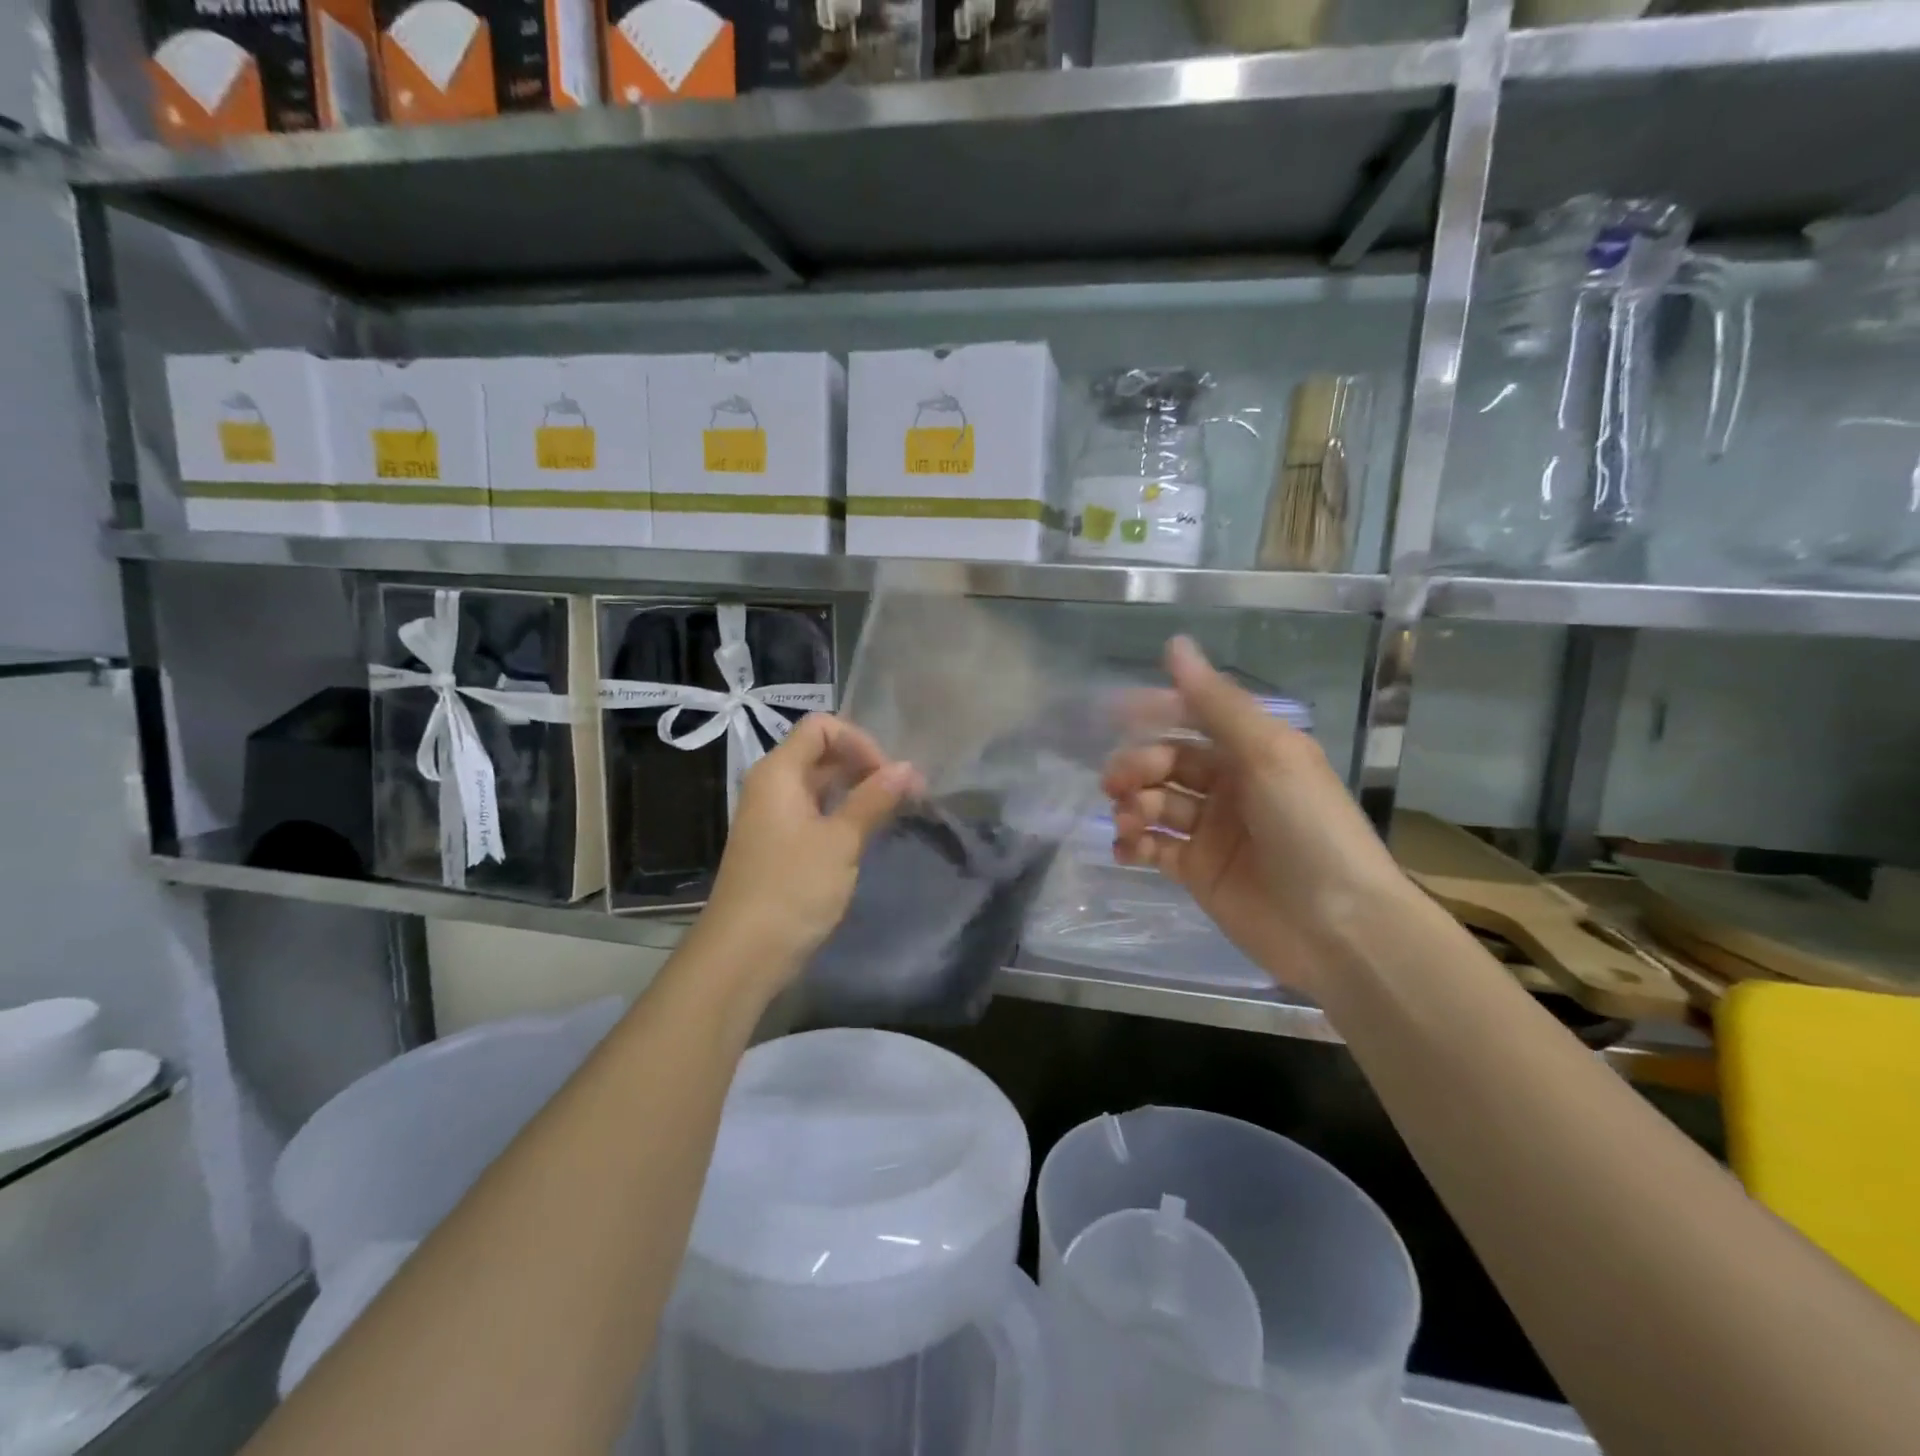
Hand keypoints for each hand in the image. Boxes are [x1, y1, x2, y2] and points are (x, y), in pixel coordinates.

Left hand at [691, 715, 919, 997]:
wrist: (743, 954)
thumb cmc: (792, 889)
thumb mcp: (840, 841)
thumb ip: (874, 799)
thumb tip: (909, 768)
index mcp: (778, 773)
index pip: (821, 727)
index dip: (859, 741)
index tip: (888, 775)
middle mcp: (772, 786)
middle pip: (821, 754)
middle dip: (865, 766)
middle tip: (905, 794)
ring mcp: (773, 817)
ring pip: (821, 785)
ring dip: (858, 791)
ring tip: (894, 811)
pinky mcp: (779, 845)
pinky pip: (815, 813)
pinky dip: (843, 814)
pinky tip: (869, 833)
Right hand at [1103, 638, 1410, 995]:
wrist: (1340, 928)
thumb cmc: (1309, 828)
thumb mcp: (1268, 754)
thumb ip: (1216, 703)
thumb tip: (1175, 643)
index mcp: (1253, 751)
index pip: (1194, 717)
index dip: (1154, 711)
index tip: (1112, 713)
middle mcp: (1231, 785)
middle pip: (1167, 762)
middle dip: (1137, 766)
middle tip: (1116, 783)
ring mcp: (1213, 831)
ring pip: (1156, 802)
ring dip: (1132, 804)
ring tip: (1128, 820)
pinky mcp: (1197, 871)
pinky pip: (1154, 847)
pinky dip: (1134, 844)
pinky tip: (1125, 848)